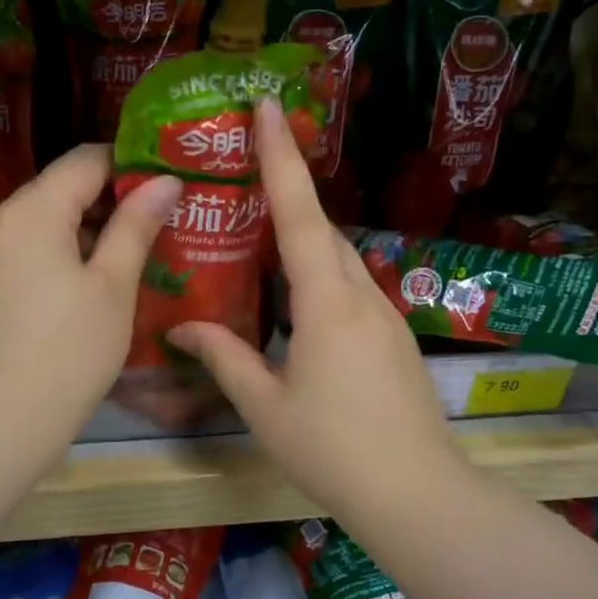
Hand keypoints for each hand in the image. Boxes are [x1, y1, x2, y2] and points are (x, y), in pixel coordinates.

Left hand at [0, 145, 179, 468]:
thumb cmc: (67, 353)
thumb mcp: (112, 287)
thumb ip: (136, 226)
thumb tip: (165, 180)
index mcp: (30, 211)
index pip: (85, 159)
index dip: (130, 166)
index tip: (164, 188)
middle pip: (58, 189)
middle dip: (107, 202)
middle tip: (155, 227)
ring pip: (39, 223)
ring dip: (82, 232)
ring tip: (125, 260)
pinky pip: (20, 252)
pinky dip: (53, 256)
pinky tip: (81, 290)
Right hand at [167, 99, 464, 523]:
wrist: (416, 492)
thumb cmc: (333, 448)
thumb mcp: (265, 406)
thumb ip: (224, 357)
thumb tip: (180, 328)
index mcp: (327, 301)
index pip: (299, 213)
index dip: (281, 156)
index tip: (268, 106)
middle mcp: (361, 294)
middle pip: (321, 228)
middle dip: (288, 190)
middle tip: (246, 170)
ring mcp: (385, 315)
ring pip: (338, 259)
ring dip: (303, 238)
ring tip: (260, 236)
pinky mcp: (394, 337)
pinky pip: (350, 288)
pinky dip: (319, 275)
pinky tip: (294, 300)